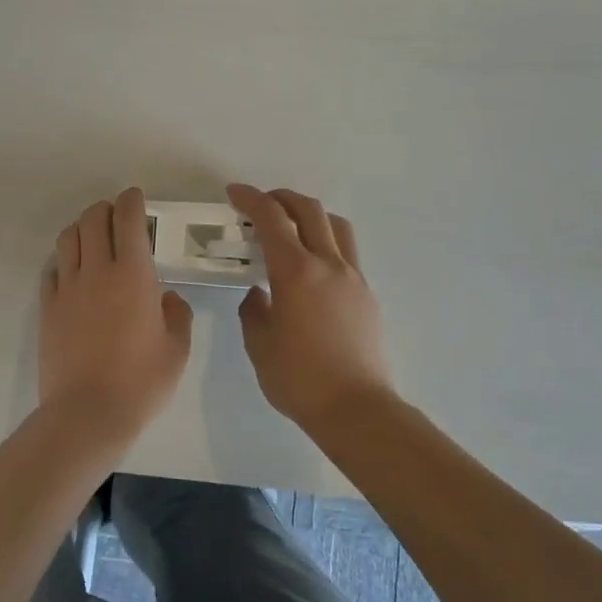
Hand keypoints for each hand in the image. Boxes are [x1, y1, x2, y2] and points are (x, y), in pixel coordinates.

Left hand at [39, 188, 193, 445]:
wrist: (88, 413)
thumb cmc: (141, 382)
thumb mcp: (177, 350)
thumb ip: (176, 314)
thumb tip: (165, 298)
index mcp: (134, 275)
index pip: (128, 220)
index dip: (132, 201)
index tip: (136, 198)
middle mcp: (97, 271)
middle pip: (93, 219)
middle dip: (106, 209)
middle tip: (117, 217)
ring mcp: (67, 288)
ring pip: (68, 238)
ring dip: (82, 228)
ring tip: (93, 237)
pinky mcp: (47, 307)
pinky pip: (52, 269)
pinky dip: (64, 259)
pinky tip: (72, 270)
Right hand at [227, 183, 395, 432]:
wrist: (356, 409)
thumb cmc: (299, 379)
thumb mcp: (260, 344)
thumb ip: (254, 310)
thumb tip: (259, 294)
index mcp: (296, 272)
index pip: (272, 219)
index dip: (251, 199)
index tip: (234, 193)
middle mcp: (328, 265)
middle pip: (309, 210)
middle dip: (282, 198)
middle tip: (261, 204)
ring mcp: (353, 278)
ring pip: (336, 227)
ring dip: (311, 216)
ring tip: (293, 228)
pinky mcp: (367, 296)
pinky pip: (347, 254)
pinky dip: (326, 244)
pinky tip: (312, 270)